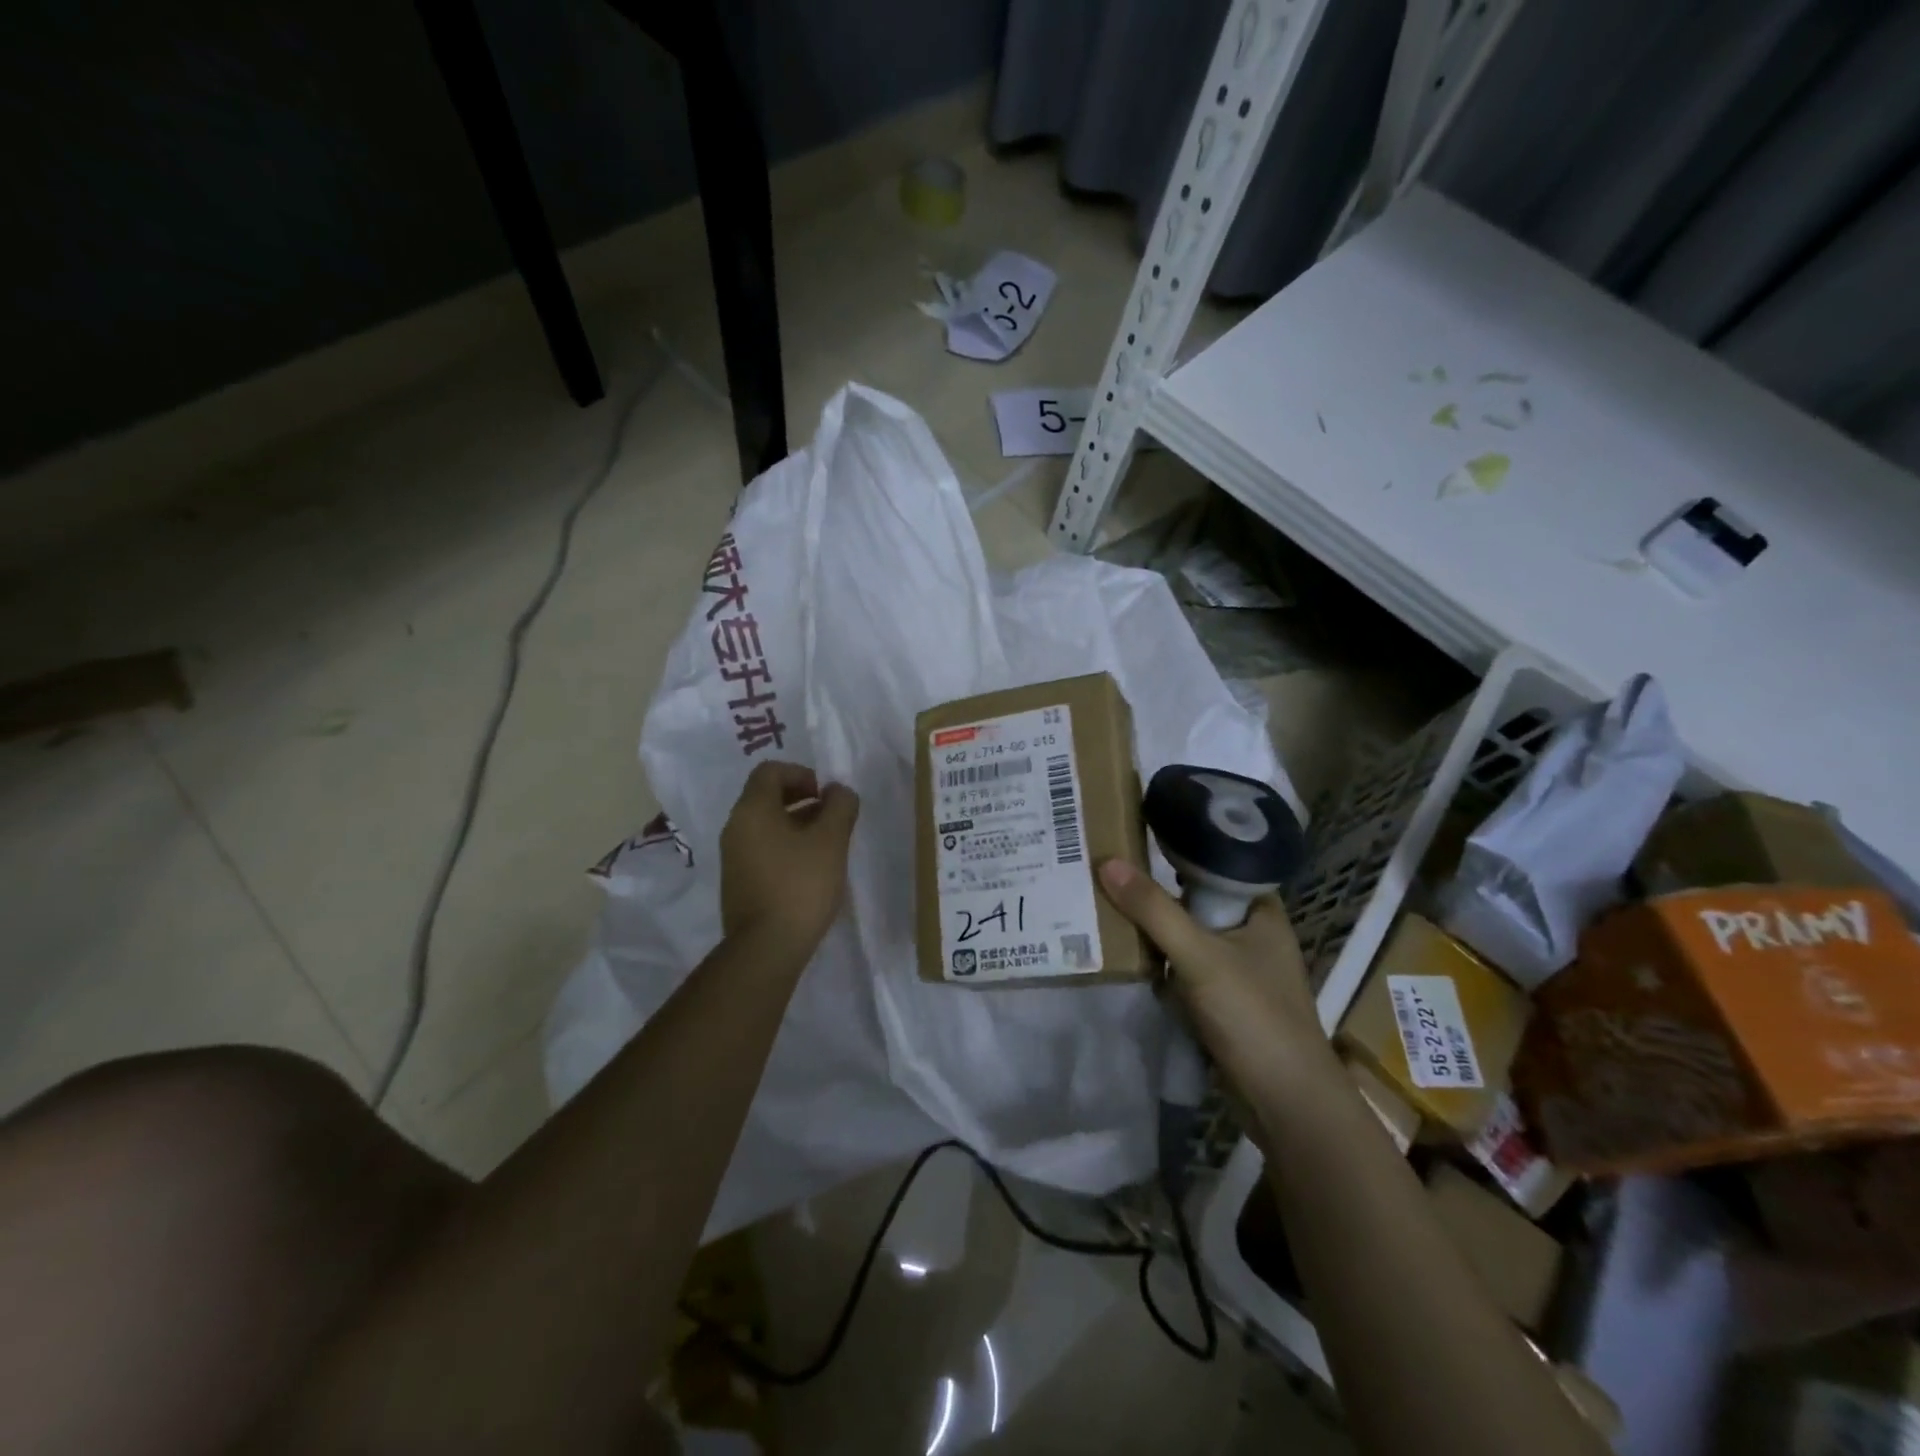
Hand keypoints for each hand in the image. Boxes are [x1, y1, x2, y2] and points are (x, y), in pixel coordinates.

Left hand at [719, 761, 859, 952]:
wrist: (766, 947)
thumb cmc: (800, 885)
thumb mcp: (831, 840)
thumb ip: (840, 806)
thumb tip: (838, 791)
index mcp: (752, 810)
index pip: (770, 771)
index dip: (801, 774)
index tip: (826, 795)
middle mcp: (735, 827)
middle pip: (766, 796)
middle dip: (801, 799)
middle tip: (831, 817)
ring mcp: (733, 857)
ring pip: (765, 824)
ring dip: (796, 824)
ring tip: (826, 845)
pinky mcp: (738, 881)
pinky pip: (762, 848)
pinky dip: (785, 846)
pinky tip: (809, 869)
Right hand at [1098, 859, 1335, 1100]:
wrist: (1286, 1104)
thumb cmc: (1253, 1016)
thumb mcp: (1199, 956)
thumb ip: (1153, 910)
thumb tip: (1106, 862)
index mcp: (1261, 912)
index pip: (1216, 865)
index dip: (1178, 850)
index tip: (1134, 838)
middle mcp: (1251, 935)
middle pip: (1195, 902)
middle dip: (1155, 894)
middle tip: (1106, 872)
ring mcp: (1237, 971)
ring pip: (1186, 937)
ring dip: (1153, 931)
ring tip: (1103, 907)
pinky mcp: (1222, 1002)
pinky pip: (1182, 969)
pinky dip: (1158, 964)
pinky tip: (1124, 955)